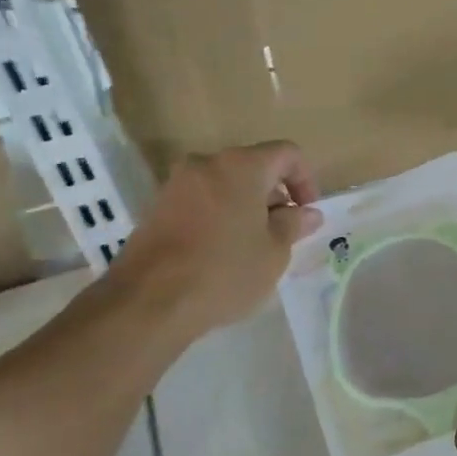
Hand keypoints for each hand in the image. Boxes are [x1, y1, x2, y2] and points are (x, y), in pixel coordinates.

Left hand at [103, 142, 322, 345]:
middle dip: (274, 196)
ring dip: (246, 208)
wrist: (148, 302)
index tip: (307, 212)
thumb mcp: (274, 252)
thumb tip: (308, 213)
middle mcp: (206, 164)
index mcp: (242, 166)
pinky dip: (219, 217)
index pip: (287, 153)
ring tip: (253, 247)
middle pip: (253, 168)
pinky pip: (201, 202)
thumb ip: (294, 225)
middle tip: (284, 233)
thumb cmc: (225, 271)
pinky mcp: (157, 208)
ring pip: (225, 185)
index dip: (306, 179)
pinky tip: (222, 253)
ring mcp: (177, 185)